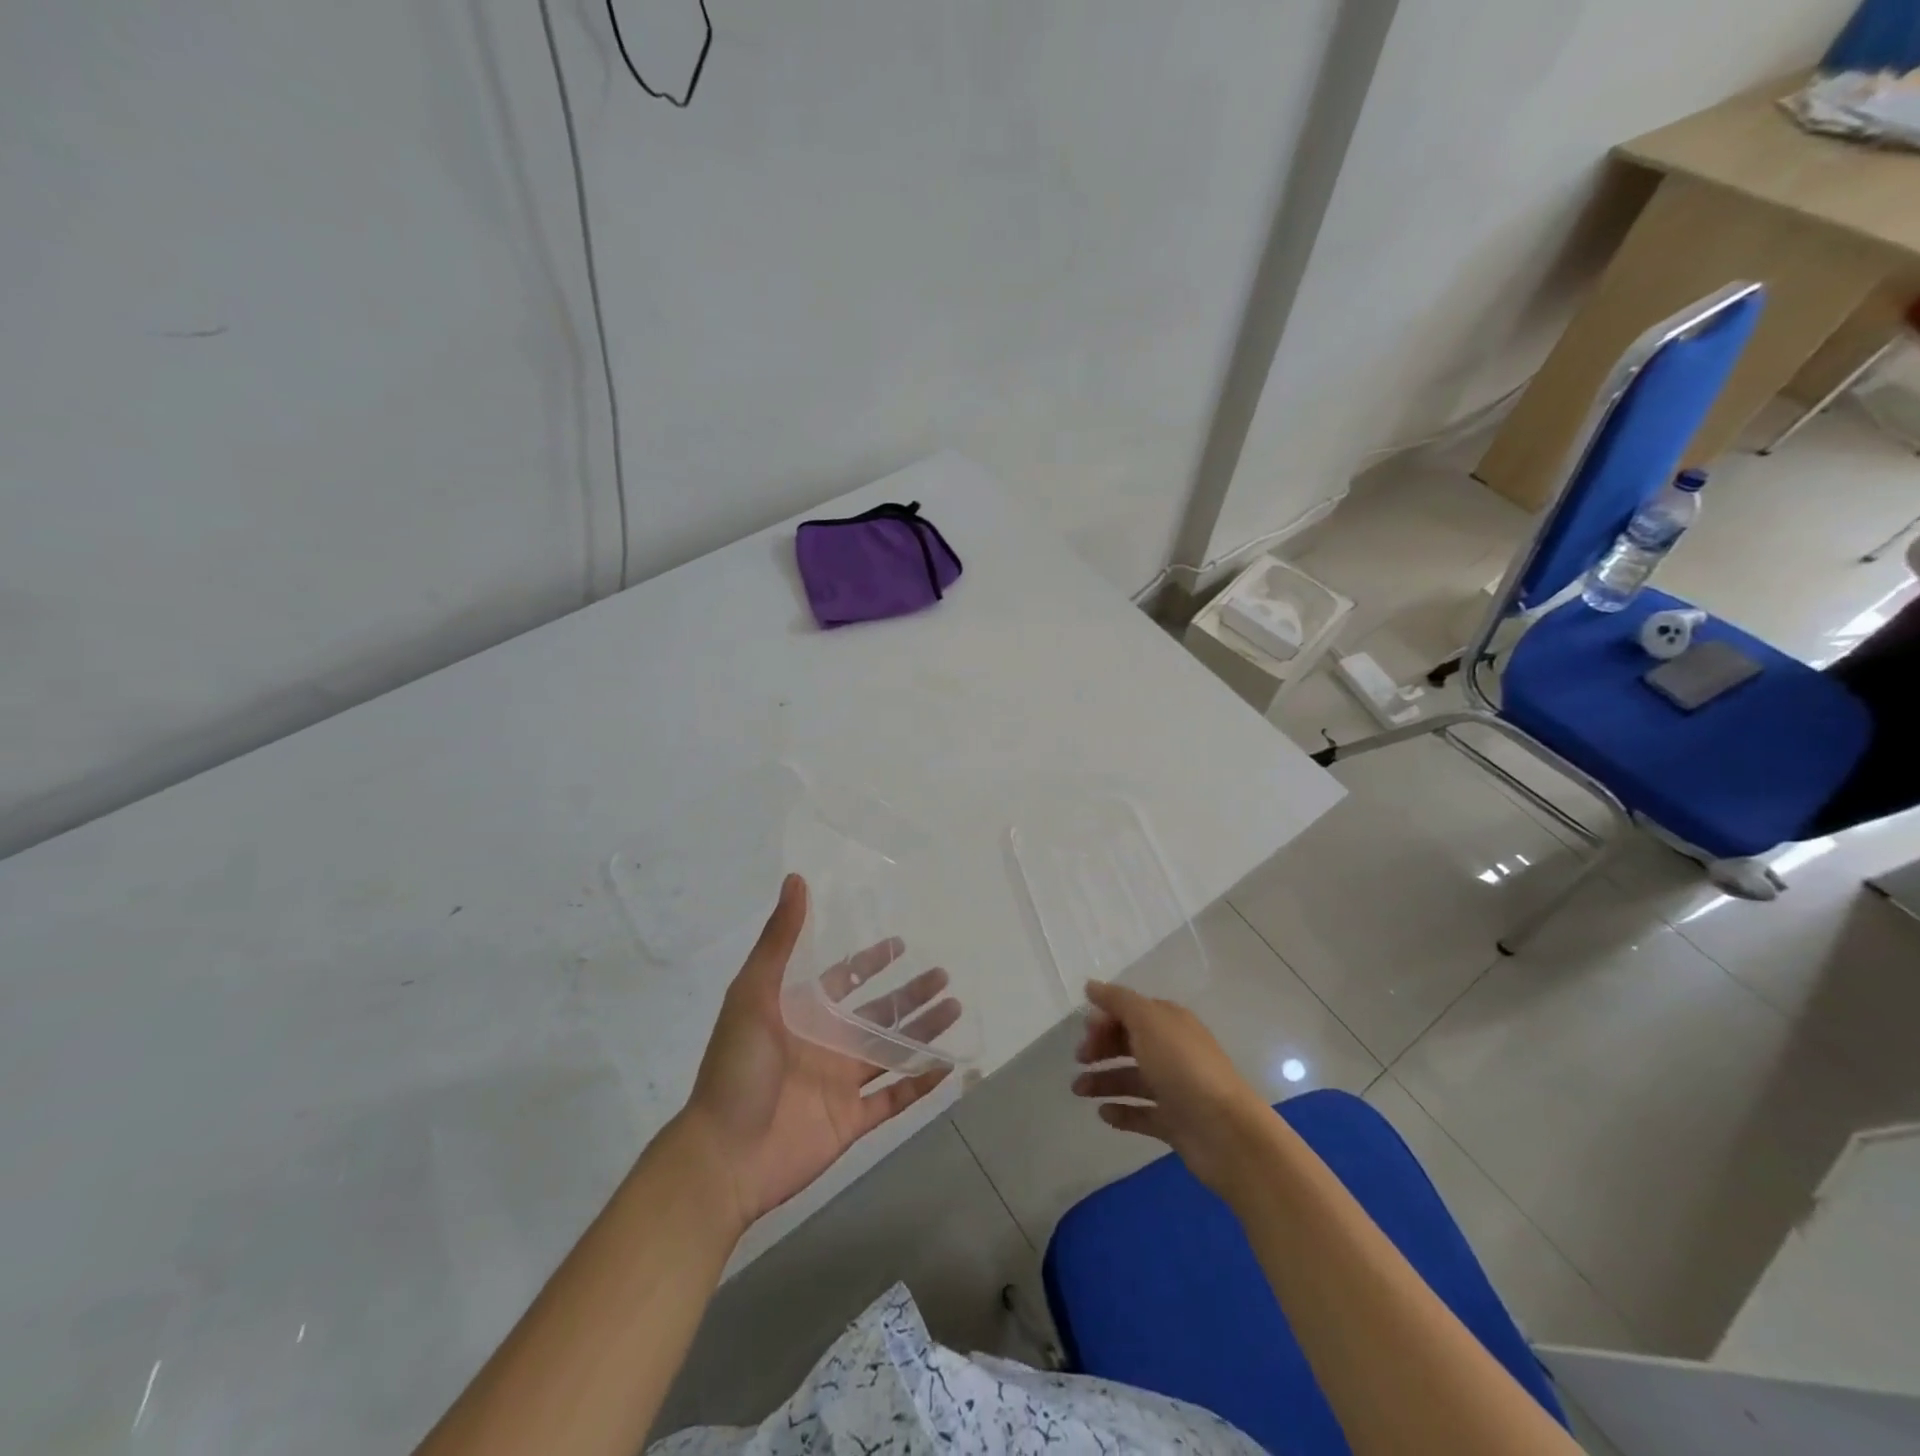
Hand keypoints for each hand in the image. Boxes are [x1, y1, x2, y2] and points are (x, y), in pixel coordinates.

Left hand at [679, 875, 954, 1232]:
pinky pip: (894, 1097)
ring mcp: (840, 1083)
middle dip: (910, 993)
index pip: (844, 979)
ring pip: (892, 1050)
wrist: (723, 1157)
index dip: (871, 961)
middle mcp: (825, 1043)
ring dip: (923, 1030)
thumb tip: (795, 879)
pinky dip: (921, 1083)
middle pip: (878, 1012)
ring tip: (955, 1008)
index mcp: (802, 1013)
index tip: (901, 943)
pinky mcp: (851, 1120)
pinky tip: (948, 1065)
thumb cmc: (736, 1068)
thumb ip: (780, 939)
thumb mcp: (753, 994)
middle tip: (943, 974)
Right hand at [1071, 979, 1273, 1195]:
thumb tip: (1091, 985)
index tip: (1084, 1033)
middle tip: (1078, 1060)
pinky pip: (1141, 1113)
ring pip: (1131, 1079)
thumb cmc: (1183, 1068)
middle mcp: (1172, 1051)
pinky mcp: (1174, 1122)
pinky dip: (1121, 1111)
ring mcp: (1174, 1088)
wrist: (1226, 1132)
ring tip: (1078, 1091)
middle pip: (1129, 1043)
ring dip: (1103, 1081)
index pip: (1131, 1012)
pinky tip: (1102, 1114)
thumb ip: (1118, 1001)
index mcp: (1169, 1023)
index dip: (1105, 1018)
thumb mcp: (1148, 1022)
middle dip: (1101, 1048)